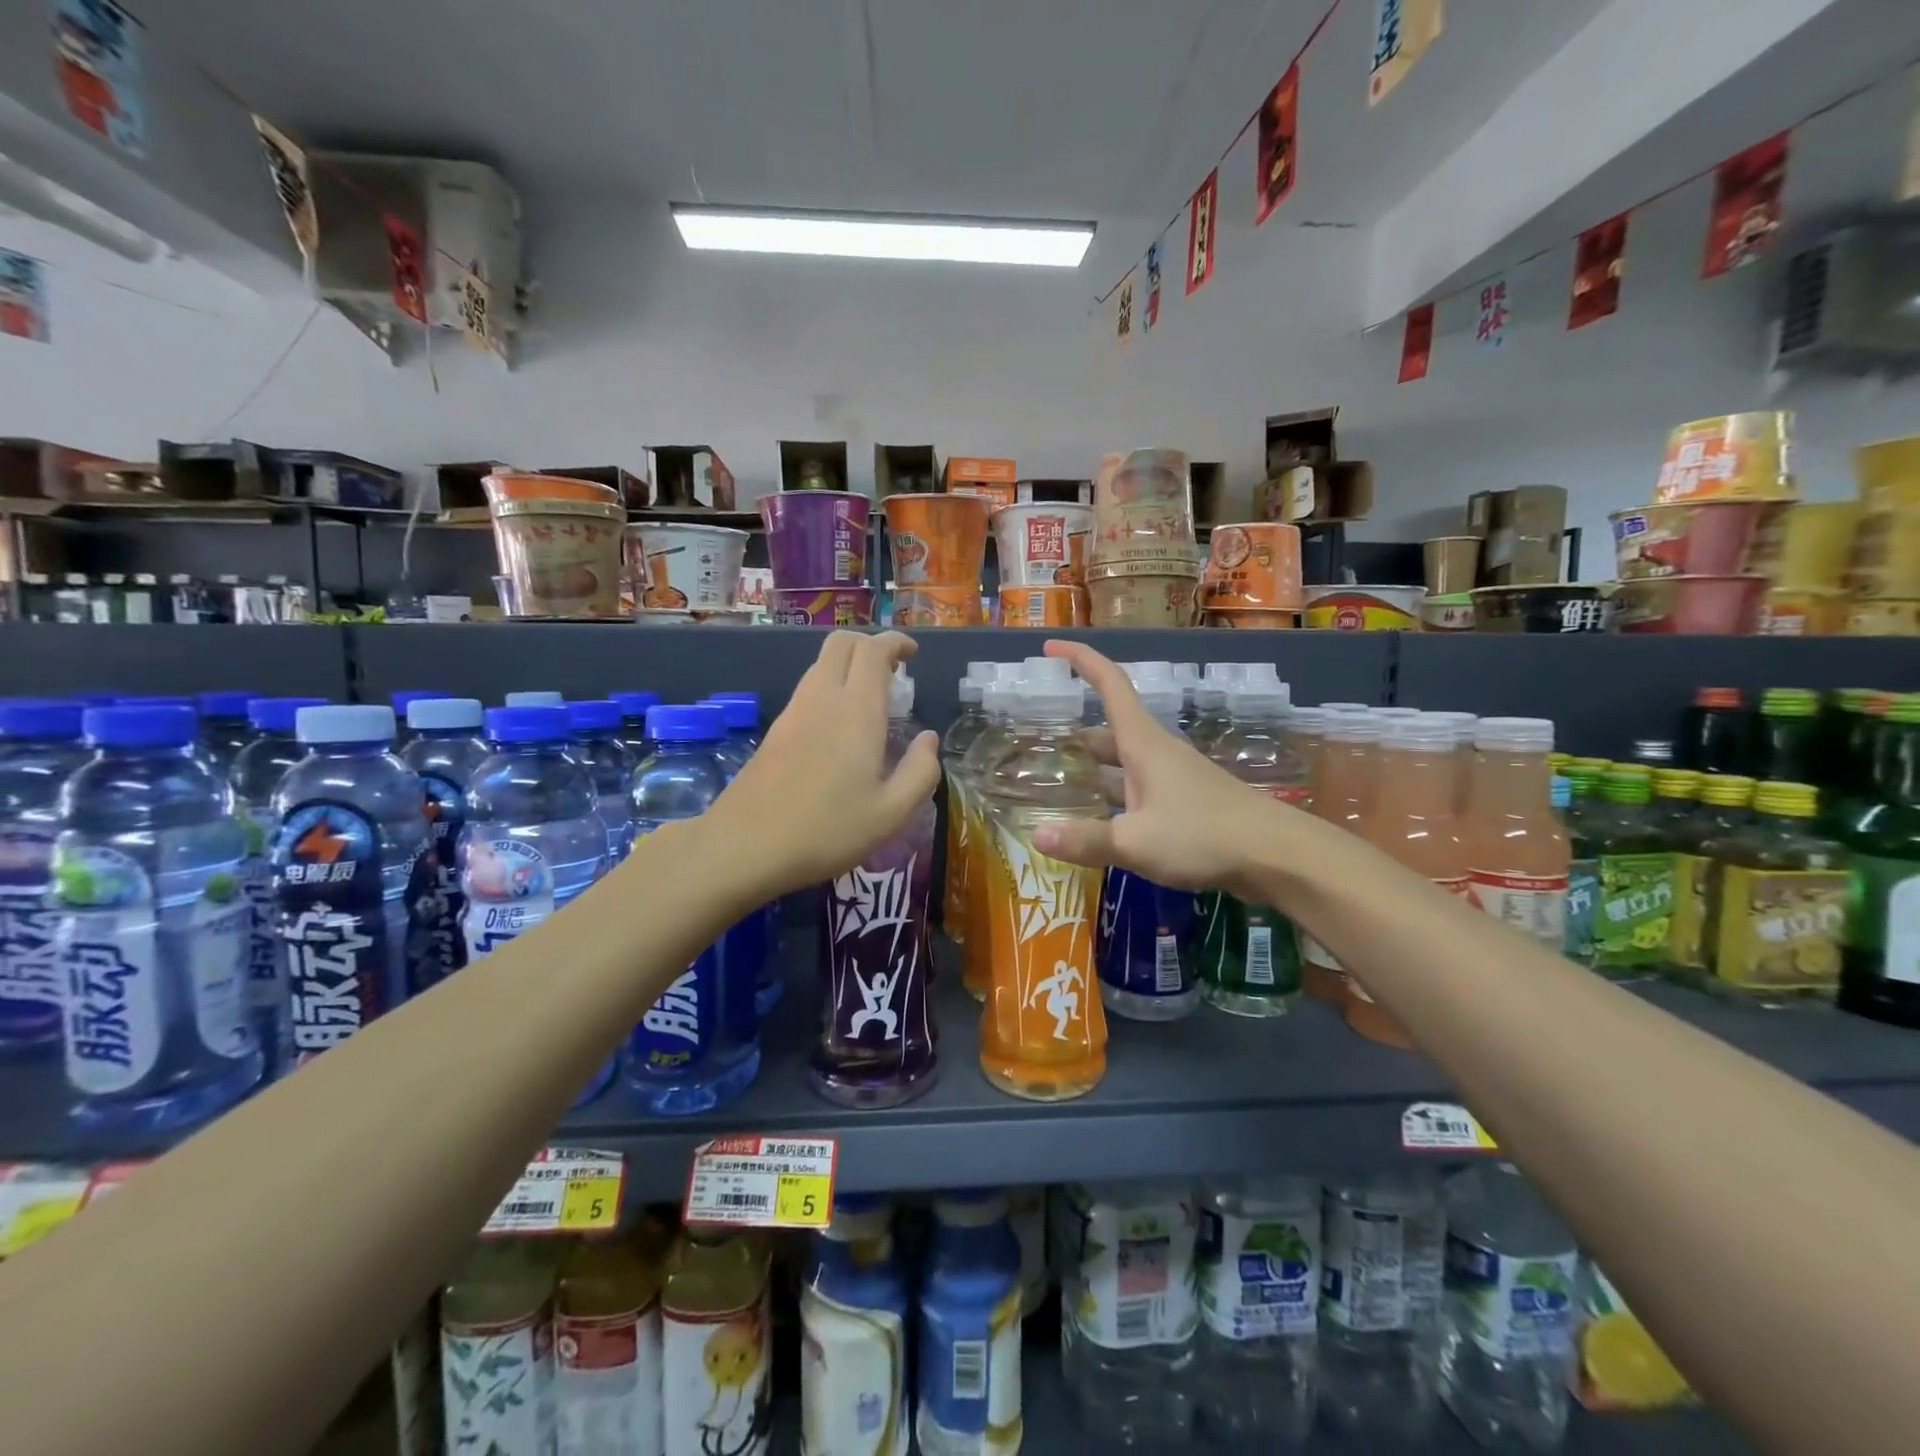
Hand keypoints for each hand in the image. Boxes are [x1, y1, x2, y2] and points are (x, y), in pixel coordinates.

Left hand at [712, 630, 939, 896]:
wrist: (745, 845)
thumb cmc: (827, 830)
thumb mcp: (891, 813)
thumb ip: (920, 772)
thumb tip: (928, 739)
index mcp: (857, 710)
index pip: (873, 650)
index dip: (895, 642)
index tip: (913, 655)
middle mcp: (823, 698)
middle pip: (841, 643)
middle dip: (870, 644)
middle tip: (893, 671)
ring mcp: (794, 712)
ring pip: (821, 664)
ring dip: (849, 666)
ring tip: (872, 699)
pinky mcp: (775, 730)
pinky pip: (808, 689)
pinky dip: (830, 687)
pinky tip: (841, 726)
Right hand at [1031, 640, 1304, 896]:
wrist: (1277, 855)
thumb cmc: (1203, 834)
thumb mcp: (1136, 841)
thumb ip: (1087, 839)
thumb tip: (1037, 837)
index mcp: (1143, 744)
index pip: (1109, 686)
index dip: (1081, 661)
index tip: (1051, 649)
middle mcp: (1157, 753)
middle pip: (1110, 730)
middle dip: (1077, 735)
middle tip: (1042, 747)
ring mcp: (1174, 778)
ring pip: (1124, 764)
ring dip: (1096, 769)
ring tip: (1061, 785)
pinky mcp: (1187, 804)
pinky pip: (1139, 790)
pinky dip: (1115, 797)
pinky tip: (1101, 822)